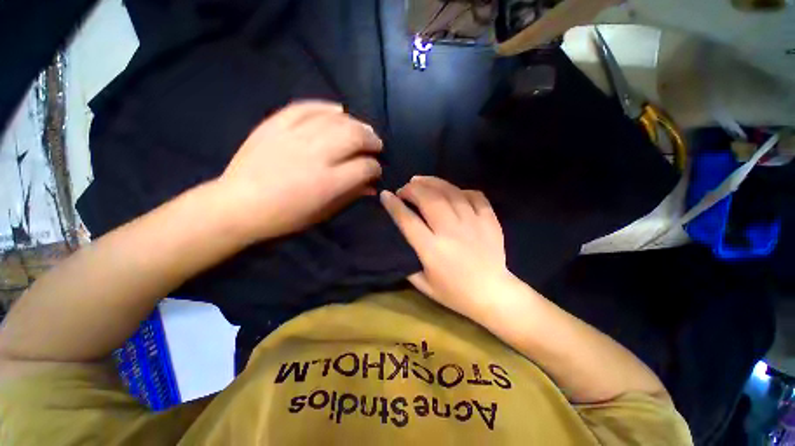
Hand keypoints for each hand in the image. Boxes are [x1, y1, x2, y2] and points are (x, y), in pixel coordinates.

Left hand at [218, 101, 382, 240]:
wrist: (238, 204)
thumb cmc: (285, 217)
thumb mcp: (323, 213)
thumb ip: (350, 196)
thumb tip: (372, 187)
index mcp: (327, 182)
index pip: (365, 167)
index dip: (375, 168)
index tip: (376, 171)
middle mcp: (315, 155)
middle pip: (354, 137)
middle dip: (371, 140)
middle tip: (376, 144)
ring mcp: (294, 136)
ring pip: (335, 120)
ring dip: (356, 123)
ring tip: (363, 128)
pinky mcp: (276, 124)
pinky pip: (306, 107)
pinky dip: (326, 107)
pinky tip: (338, 111)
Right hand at [380, 176, 511, 319]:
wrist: (493, 294)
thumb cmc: (455, 293)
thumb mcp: (424, 285)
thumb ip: (407, 265)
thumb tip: (398, 245)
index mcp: (432, 250)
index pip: (408, 220)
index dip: (394, 205)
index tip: (385, 194)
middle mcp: (451, 232)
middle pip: (428, 200)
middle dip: (412, 189)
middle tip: (405, 189)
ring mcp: (472, 223)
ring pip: (450, 193)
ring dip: (432, 182)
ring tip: (421, 180)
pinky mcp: (489, 220)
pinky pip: (474, 195)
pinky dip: (460, 190)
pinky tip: (452, 191)